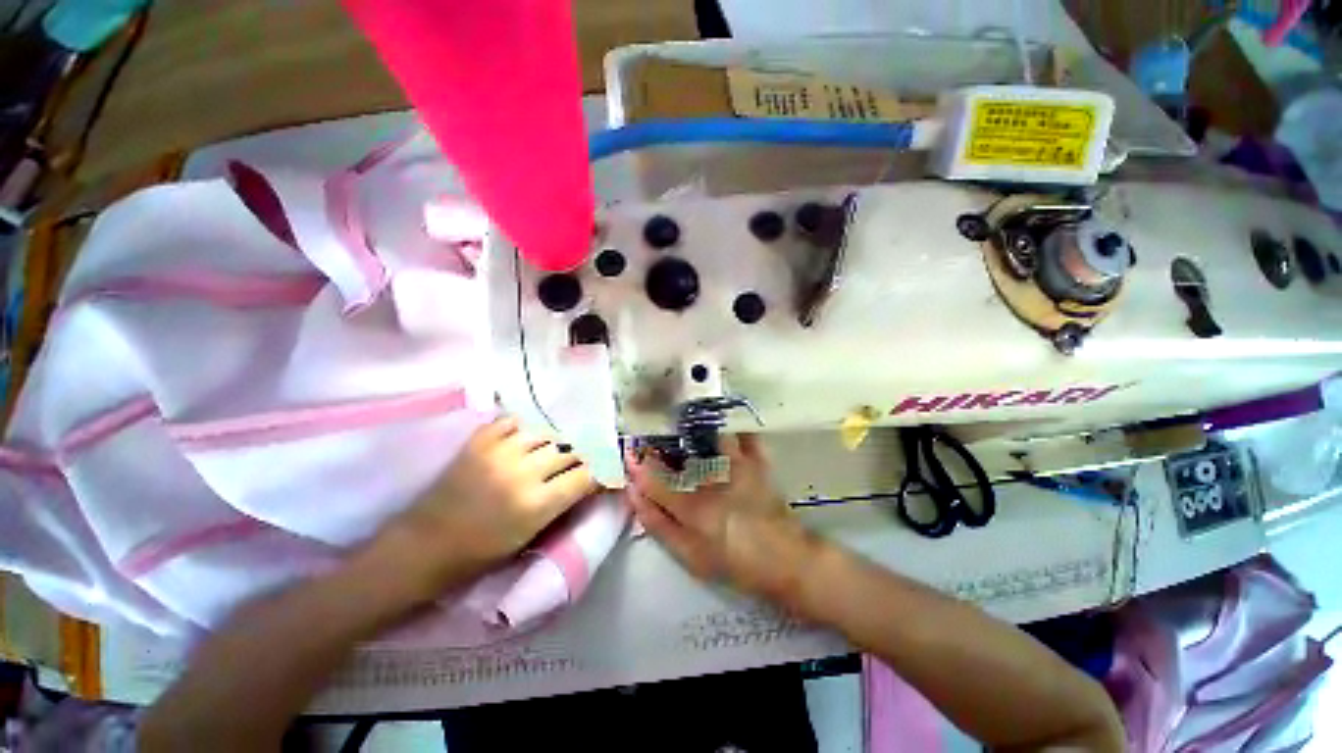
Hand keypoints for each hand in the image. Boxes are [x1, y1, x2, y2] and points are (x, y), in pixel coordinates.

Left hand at [379, 416, 597, 592]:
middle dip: (578, 458)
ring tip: (550, 451)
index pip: (585, 477)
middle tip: (577, 463)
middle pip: (569, 451)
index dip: (598, 474)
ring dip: (553, 443)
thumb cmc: (480, 553)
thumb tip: (583, 482)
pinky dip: (522, 429)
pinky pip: (512, 422)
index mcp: (537, 505)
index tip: (602, 474)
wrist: (423, 546)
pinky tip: (523, 439)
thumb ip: (559, 505)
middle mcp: (523, 473)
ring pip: (545, 434)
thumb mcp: (530, 536)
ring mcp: (499, 453)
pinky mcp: (478, 443)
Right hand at [626, 435, 810, 599]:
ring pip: (711, 433)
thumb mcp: (690, 555)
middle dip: (662, 439)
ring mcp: (739, 466)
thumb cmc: (735, 562)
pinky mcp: (759, 461)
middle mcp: (714, 479)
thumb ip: (659, 524)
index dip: (637, 465)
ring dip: (694, 427)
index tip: (629, 453)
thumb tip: (634, 494)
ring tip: (682, 425)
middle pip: (680, 448)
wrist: (785, 560)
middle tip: (654, 437)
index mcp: (694, 507)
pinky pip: (744, 434)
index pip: (655, 478)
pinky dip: (732, 426)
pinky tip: (721, 426)